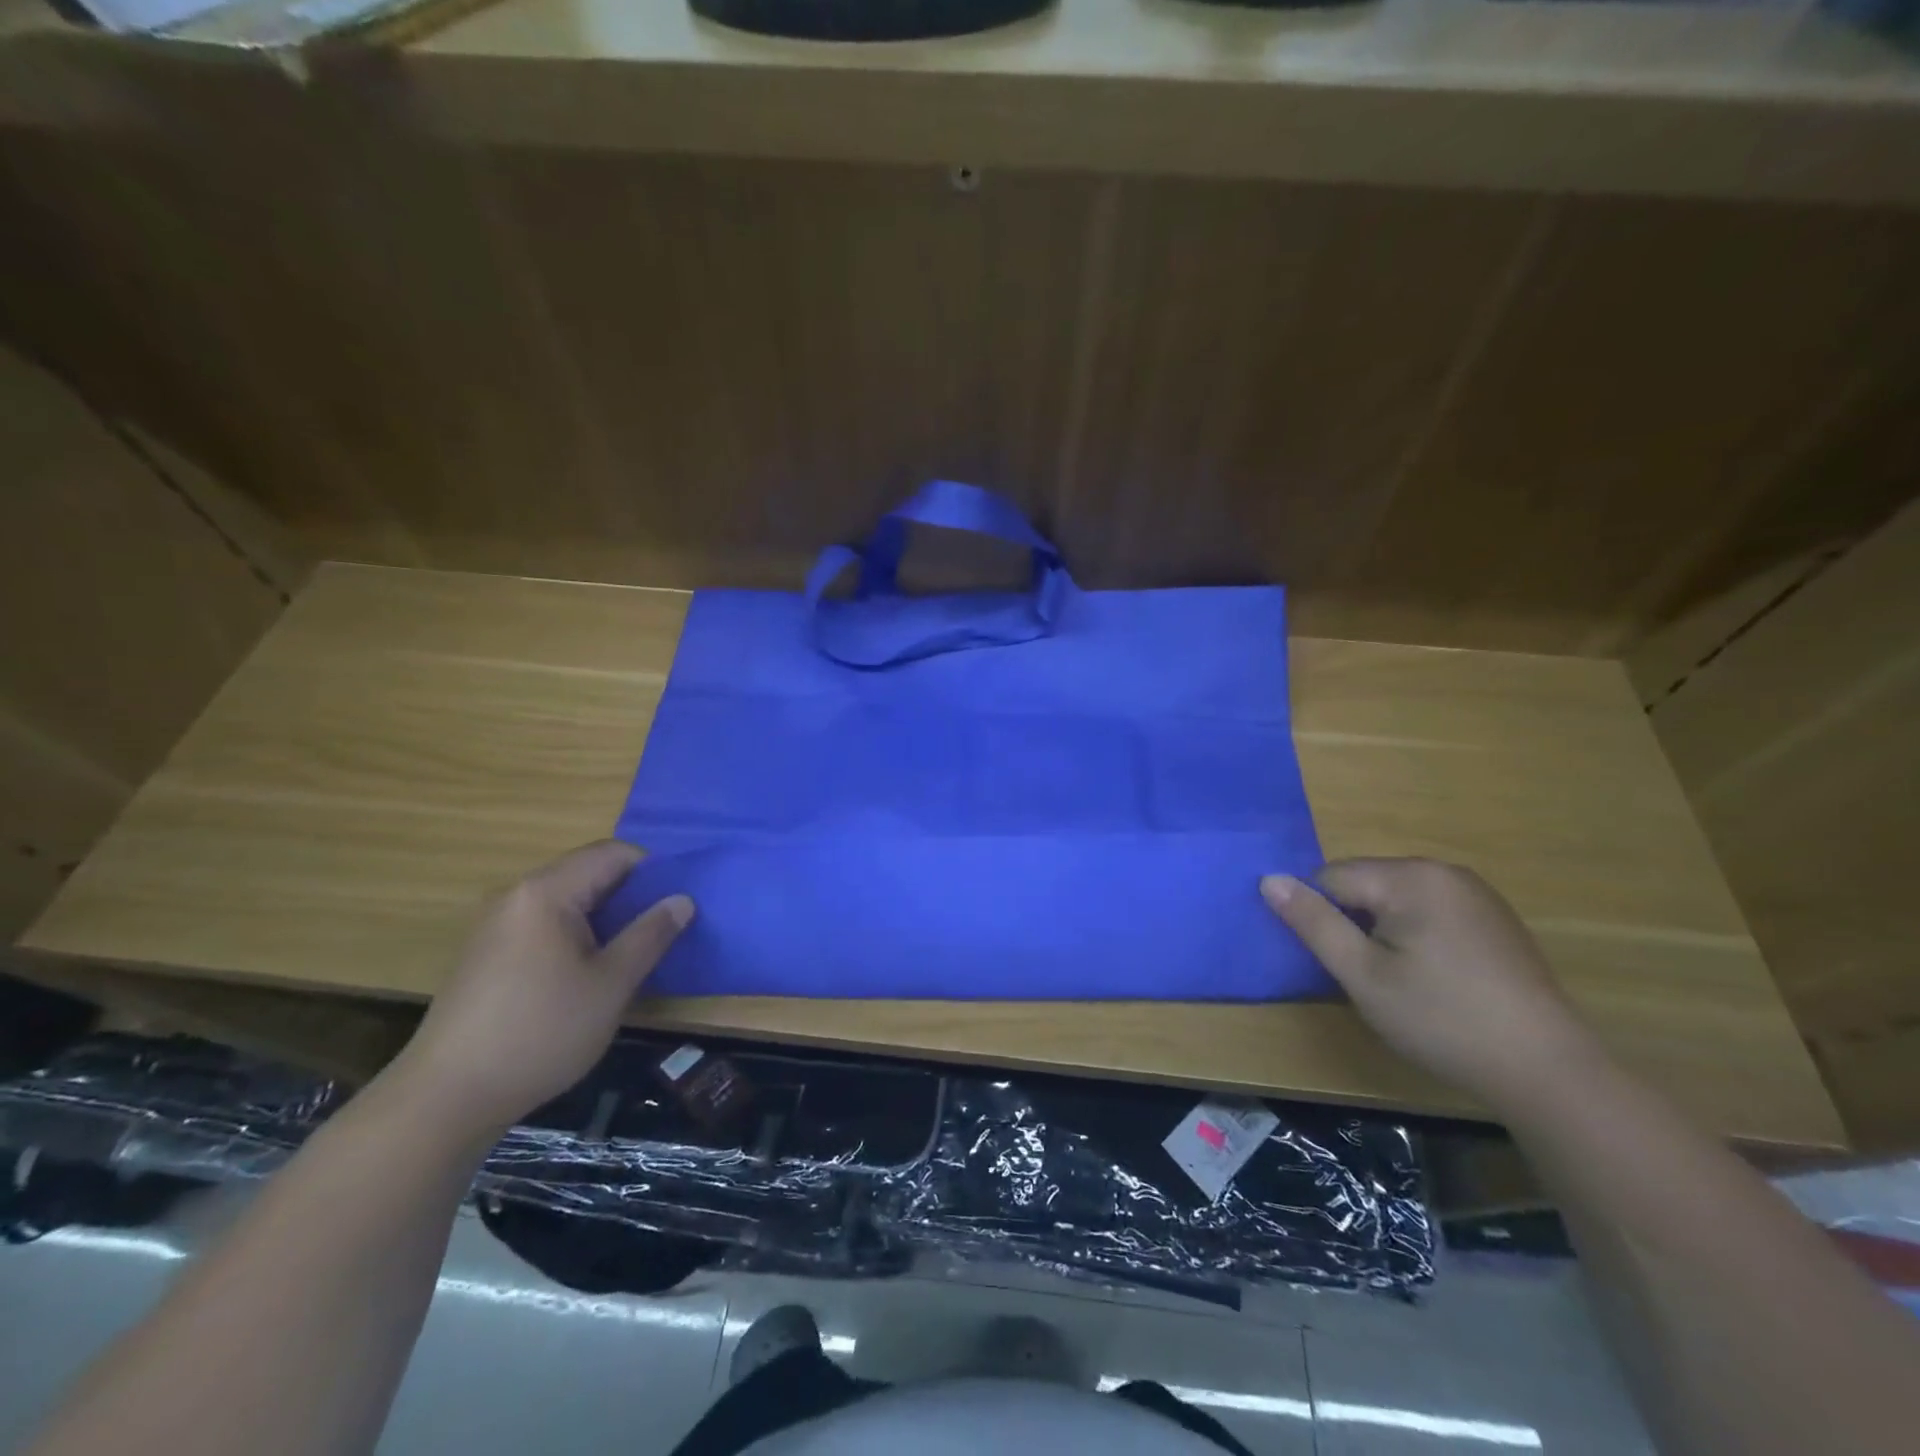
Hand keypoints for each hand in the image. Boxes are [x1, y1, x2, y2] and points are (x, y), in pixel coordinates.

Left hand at [396, 841, 692, 1137]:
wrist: (447, 1098)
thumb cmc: (541, 1032)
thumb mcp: (612, 984)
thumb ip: (650, 935)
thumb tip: (682, 899)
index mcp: (546, 892)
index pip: (612, 854)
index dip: (652, 871)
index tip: (676, 904)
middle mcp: (516, 896)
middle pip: (588, 873)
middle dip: (630, 895)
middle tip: (661, 931)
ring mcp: (496, 925)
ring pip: (567, 901)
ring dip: (604, 918)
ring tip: (630, 954)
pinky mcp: (486, 954)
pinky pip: (544, 925)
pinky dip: (575, 936)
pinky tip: (586, 975)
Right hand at [1262, 858, 1601, 1107]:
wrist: (1547, 1070)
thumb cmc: (1441, 1019)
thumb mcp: (1362, 974)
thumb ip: (1312, 922)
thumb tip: (1268, 879)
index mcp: (1410, 877)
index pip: (1331, 878)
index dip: (1320, 919)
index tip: (1334, 963)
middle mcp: (1444, 871)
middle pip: (1365, 884)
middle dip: (1352, 923)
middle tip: (1365, 976)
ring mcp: (1475, 894)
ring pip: (1396, 899)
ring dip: (1382, 930)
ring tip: (1397, 980)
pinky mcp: (1494, 919)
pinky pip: (1429, 911)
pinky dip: (1414, 935)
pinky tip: (1432, 978)